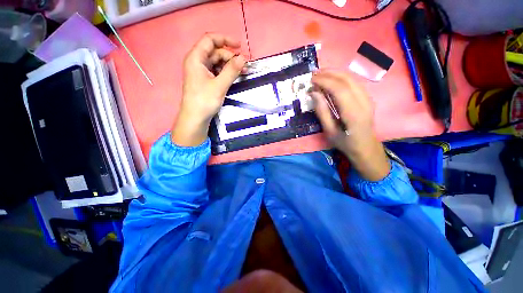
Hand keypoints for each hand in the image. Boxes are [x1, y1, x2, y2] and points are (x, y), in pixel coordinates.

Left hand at [172, 33, 245, 145]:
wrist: (193, 120)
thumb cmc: (203, 102)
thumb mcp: (220, 85)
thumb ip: (232, 69)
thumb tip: (244, 57)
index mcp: (195, 58)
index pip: (209, 39)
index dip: (225, 39)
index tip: (239, 46)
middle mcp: (196, 60)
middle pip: (215, 49)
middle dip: (230, 55)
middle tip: (244, 65)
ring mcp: (199, 69)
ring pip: (217, 58)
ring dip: (230, 63)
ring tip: (243, 71)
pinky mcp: (203, 77)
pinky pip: (216, 67)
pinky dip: (226, 69)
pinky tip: (235, 75)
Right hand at [310, 70, 389, 180]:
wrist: (366, 147)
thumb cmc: (346, 143)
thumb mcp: (330, 132)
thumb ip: (322, 111)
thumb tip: (313, 92)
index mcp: (354, 114)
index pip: (340, 89)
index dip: (324, 81)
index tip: (311, 80)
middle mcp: (363, 103)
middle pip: (347, 79)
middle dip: (329, 73)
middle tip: (314, 74)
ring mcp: (368, 99)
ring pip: (352, 77)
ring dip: (336, 72)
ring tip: (322, 74)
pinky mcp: (368, 97)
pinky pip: (355, 81)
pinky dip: (342, 77)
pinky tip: (333, 78)